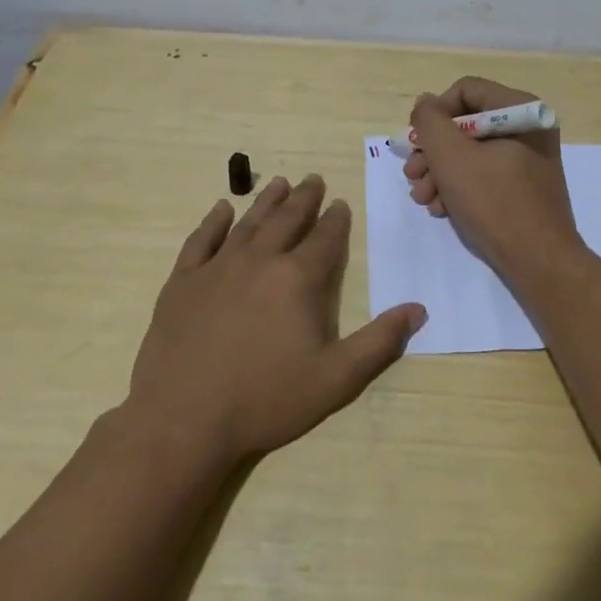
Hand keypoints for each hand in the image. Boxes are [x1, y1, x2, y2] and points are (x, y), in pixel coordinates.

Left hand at [124, 175, 426, 464]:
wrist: (184, 420)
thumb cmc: (266, 399)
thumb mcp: (336, 378)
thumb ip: (379, 341)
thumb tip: (418, 309)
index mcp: (297, 279)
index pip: (324, 239)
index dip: (336, 220)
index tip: (341, 203)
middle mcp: (259, 261)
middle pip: (287, 220)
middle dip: (304, 199)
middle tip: (313, 180)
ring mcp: (216, 269)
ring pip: (247, 223)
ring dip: (266, 202)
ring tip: (279, 183)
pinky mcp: (182, 283)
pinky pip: (200, 241)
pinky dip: (213, 222)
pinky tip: (221, 209)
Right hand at [403, 77, 582, 275]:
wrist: (538, 261)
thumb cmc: (495, 202)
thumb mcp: (452, 157)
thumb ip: (431, 122)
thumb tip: (425, 103)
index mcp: (520, 110)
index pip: (465, 90)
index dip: (434, 113)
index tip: (417, 142)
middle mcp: (527, 127)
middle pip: (465, 124)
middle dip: (433, 151)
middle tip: (412, 175)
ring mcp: (527, 158)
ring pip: (470, 152)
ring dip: (439, 172)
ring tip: (423, 198)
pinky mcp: (522, 185)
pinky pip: (483, 174)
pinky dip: (459, 187)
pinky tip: (442, 209)